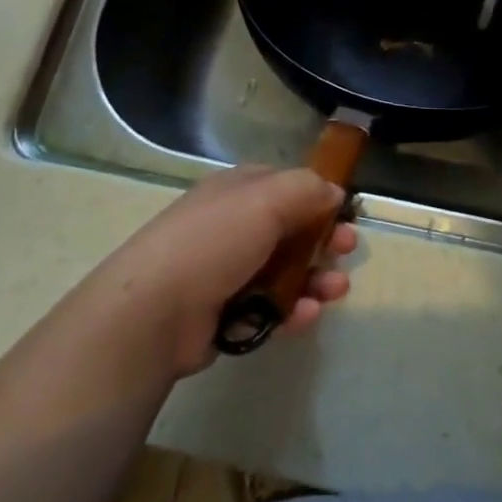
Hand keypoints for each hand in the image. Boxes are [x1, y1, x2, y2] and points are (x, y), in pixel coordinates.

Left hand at [78, 166, 357, 379]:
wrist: (154, 312)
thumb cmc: (214, 241)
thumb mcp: (266, 199)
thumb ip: (307, 189)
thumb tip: (334, 192)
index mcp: (237, 191)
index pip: (285, 186)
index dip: (318, 197)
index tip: (345, 213)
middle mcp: (233, 226)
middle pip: (290, 230)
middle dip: (323, 240)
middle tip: (347, 251)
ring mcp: (228, 272)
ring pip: (284, 272)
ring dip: (315, 279)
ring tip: (335, 291)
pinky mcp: (226, 314)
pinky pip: (269, 308)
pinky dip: (291, 311)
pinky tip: (307, 316)